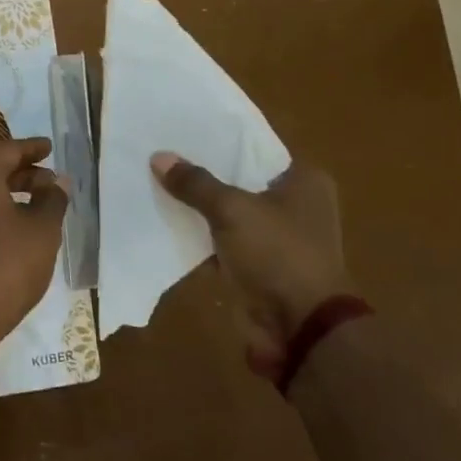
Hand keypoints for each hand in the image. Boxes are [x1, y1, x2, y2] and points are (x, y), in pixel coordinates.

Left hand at [0, 137, 67, 356]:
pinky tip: (11, 223)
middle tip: (48, 179)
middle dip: (20, 171)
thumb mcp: (42, 230)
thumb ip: (52, 199)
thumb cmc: (8, 265)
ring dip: (6, 190)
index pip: (6, 150)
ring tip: (36, 202)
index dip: (31, 149)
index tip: (50, 147)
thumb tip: (58, 182)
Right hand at [151, 150, 353, 375]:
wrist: (299, 328)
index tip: (183, 133)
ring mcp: (277, 238)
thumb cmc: (277, 255)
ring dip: (200, 208)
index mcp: (304, 181)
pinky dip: (201, 237)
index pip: (255, 149)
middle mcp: (296, 205)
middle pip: (239, 181)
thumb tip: (159, 156)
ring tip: (156, 184)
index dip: (220, 141)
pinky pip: (223, 242)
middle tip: (162, 156)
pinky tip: (167, 223)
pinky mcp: (259, 266)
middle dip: (204, 175)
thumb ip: (196, 183)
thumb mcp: (232, 210)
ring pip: (229, 213)